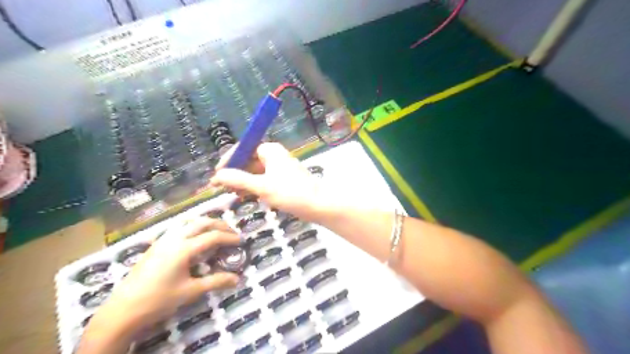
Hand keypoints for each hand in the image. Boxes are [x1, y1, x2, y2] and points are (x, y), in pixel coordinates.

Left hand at [82, 217, 239, 352]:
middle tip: (231, 232)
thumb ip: (216, 282)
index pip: (213, 236)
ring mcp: (162, 240)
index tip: (240, 241)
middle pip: (202, 223)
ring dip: (205, 223)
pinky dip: (191, 226)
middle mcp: (174, 239)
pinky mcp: (155, 244)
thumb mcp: (190, 291)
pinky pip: (177, 227)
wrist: (122, 311)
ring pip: (188, 221)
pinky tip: (193, 237)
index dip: (229, 237)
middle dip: (220, 224)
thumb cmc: (158, 300)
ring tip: (215, 231)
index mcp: (184, 249)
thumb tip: (237, 279)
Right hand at [212, 143, 330, 221]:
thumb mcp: (262, 186)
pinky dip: (253, 186)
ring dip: (243, 181)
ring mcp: (279, 168)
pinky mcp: (283, 180)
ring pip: (255, 172)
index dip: (229, 160)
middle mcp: (274, 156)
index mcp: (270, 150)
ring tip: (232, 193)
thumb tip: (218, 175)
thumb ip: (239, 180)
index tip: (217, 174)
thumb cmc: (291, 193)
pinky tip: (245, 195)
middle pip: (248, 160)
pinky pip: (263, 180)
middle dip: (235, 173)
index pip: (243, 148)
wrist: (318, 205)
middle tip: (221, 187)